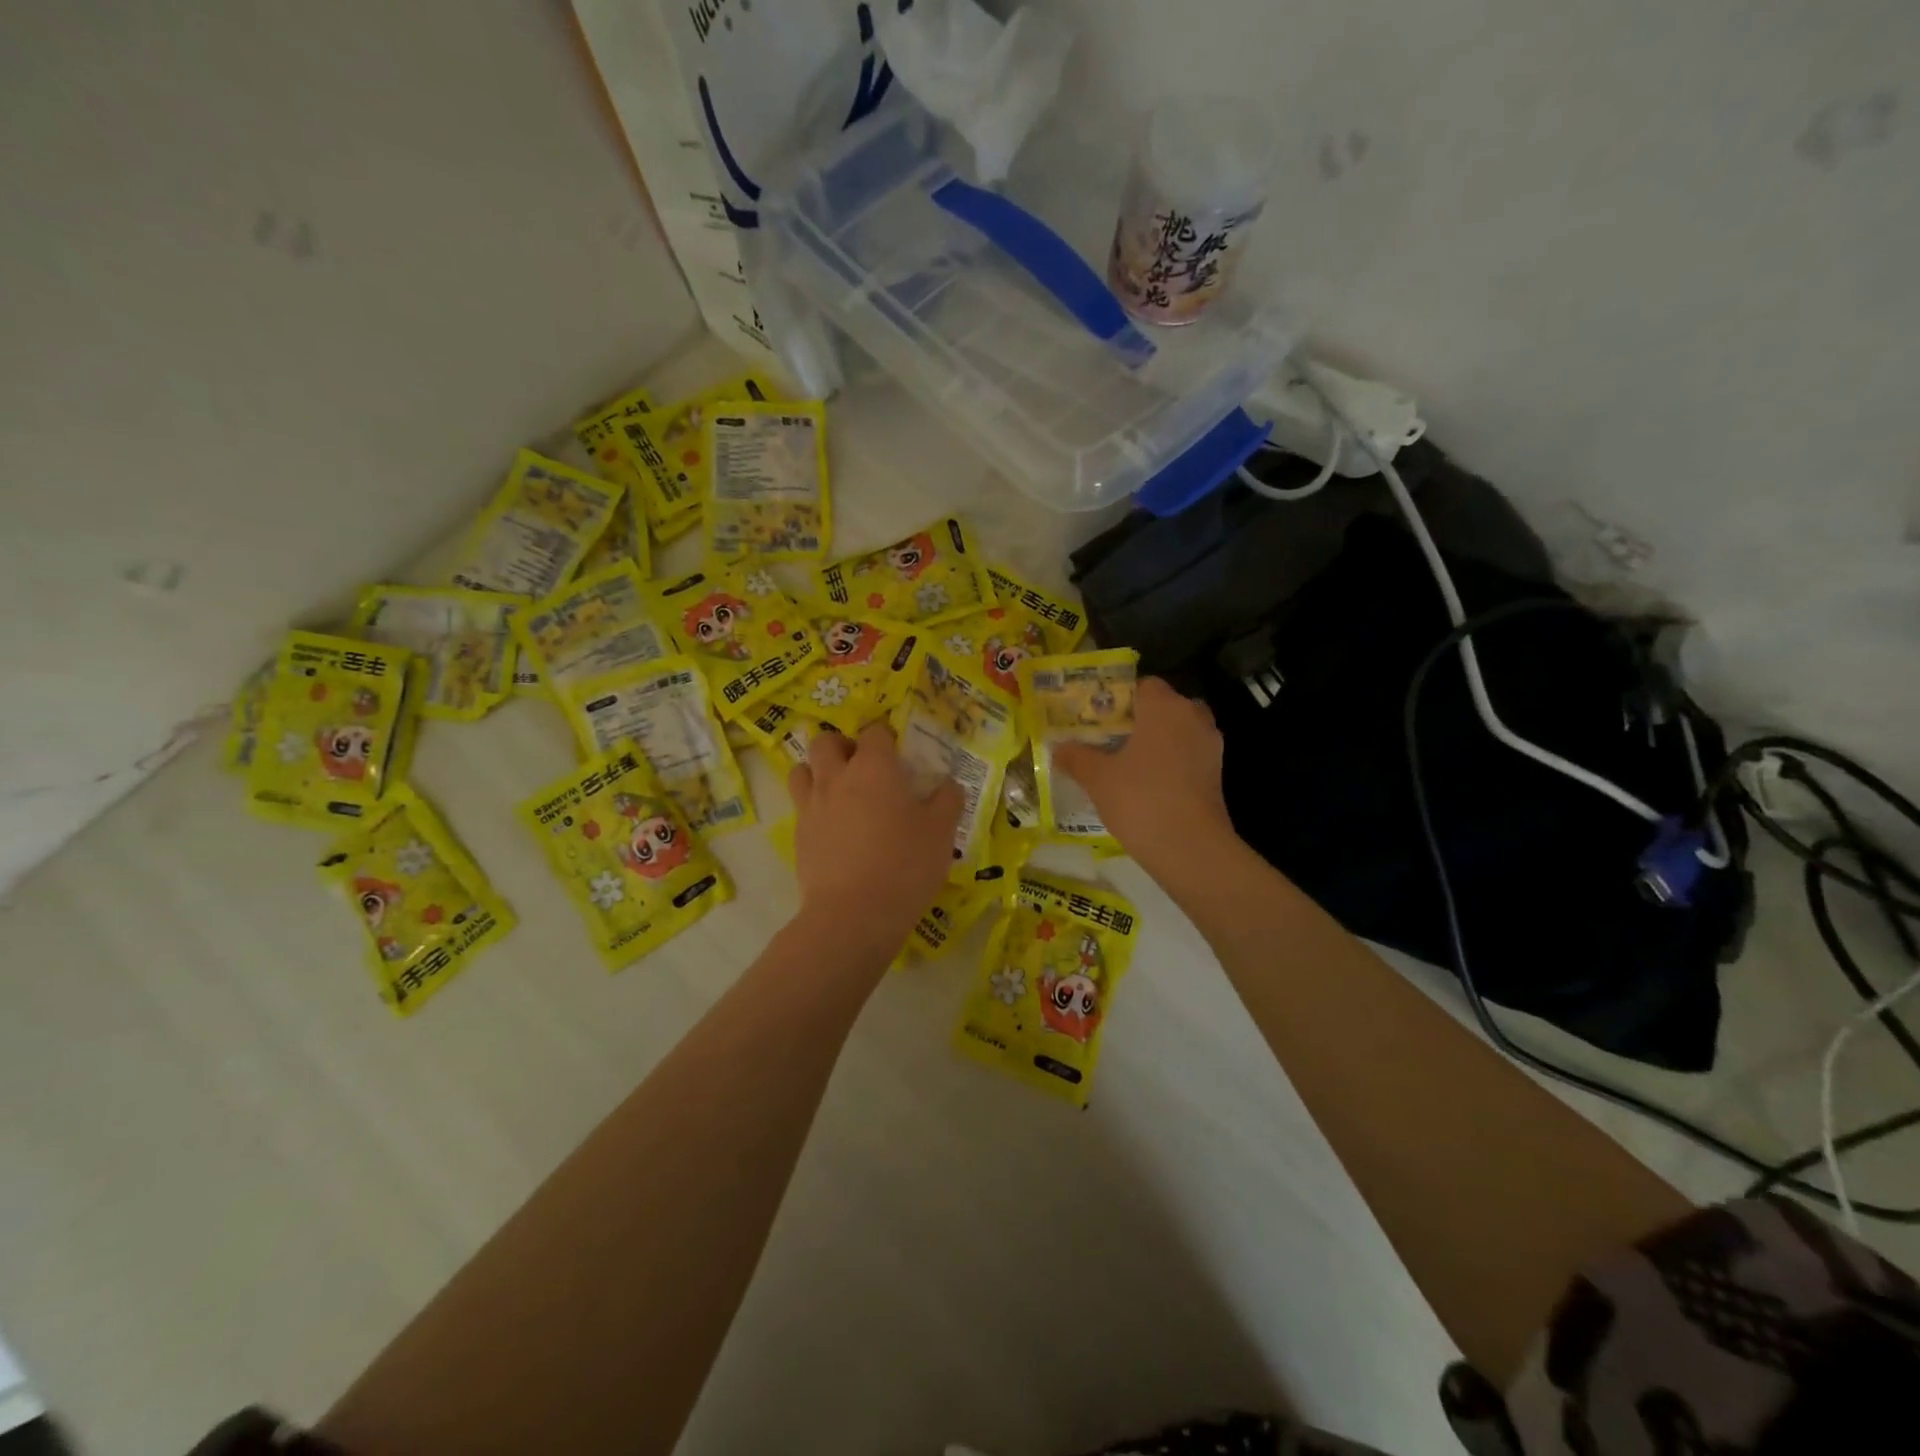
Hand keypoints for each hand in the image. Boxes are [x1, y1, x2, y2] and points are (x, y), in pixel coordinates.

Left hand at [787, 724, 963, 961]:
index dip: (887, 738)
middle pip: (826, 741)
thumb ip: (948, 800)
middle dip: (843, 746)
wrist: (853, 915)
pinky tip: (834, 828)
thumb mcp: (942, 832)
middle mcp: (836, 777)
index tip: (900, 755)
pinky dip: (814, 807)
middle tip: (863, 767)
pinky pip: (801, 806)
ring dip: (818, 771)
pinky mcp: (798, 836)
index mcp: (873, 767)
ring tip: (840, 791)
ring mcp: (811, 806)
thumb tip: (949, 784)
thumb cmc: (905, 865)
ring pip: (801, 769)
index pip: (875, 732)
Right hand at [1054, 677, 1235, 883]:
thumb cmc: (1140, 800)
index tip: (1097, 717)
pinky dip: (1170, 762)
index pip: (1142, 684)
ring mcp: (1209, 745)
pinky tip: (1147, 784)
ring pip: (1178, 731)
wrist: (1190, 848)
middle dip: (1139, 719)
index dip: (1118, 697)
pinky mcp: (1216, 772)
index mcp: (1164, 706)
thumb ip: (1076, 757)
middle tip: (1109, 738)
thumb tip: (1058, 747)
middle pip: (1163, 706)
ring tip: (1125, 762)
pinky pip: (1188, 755)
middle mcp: (1192, 716)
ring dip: (1156, 741)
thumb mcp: (1097, 778)